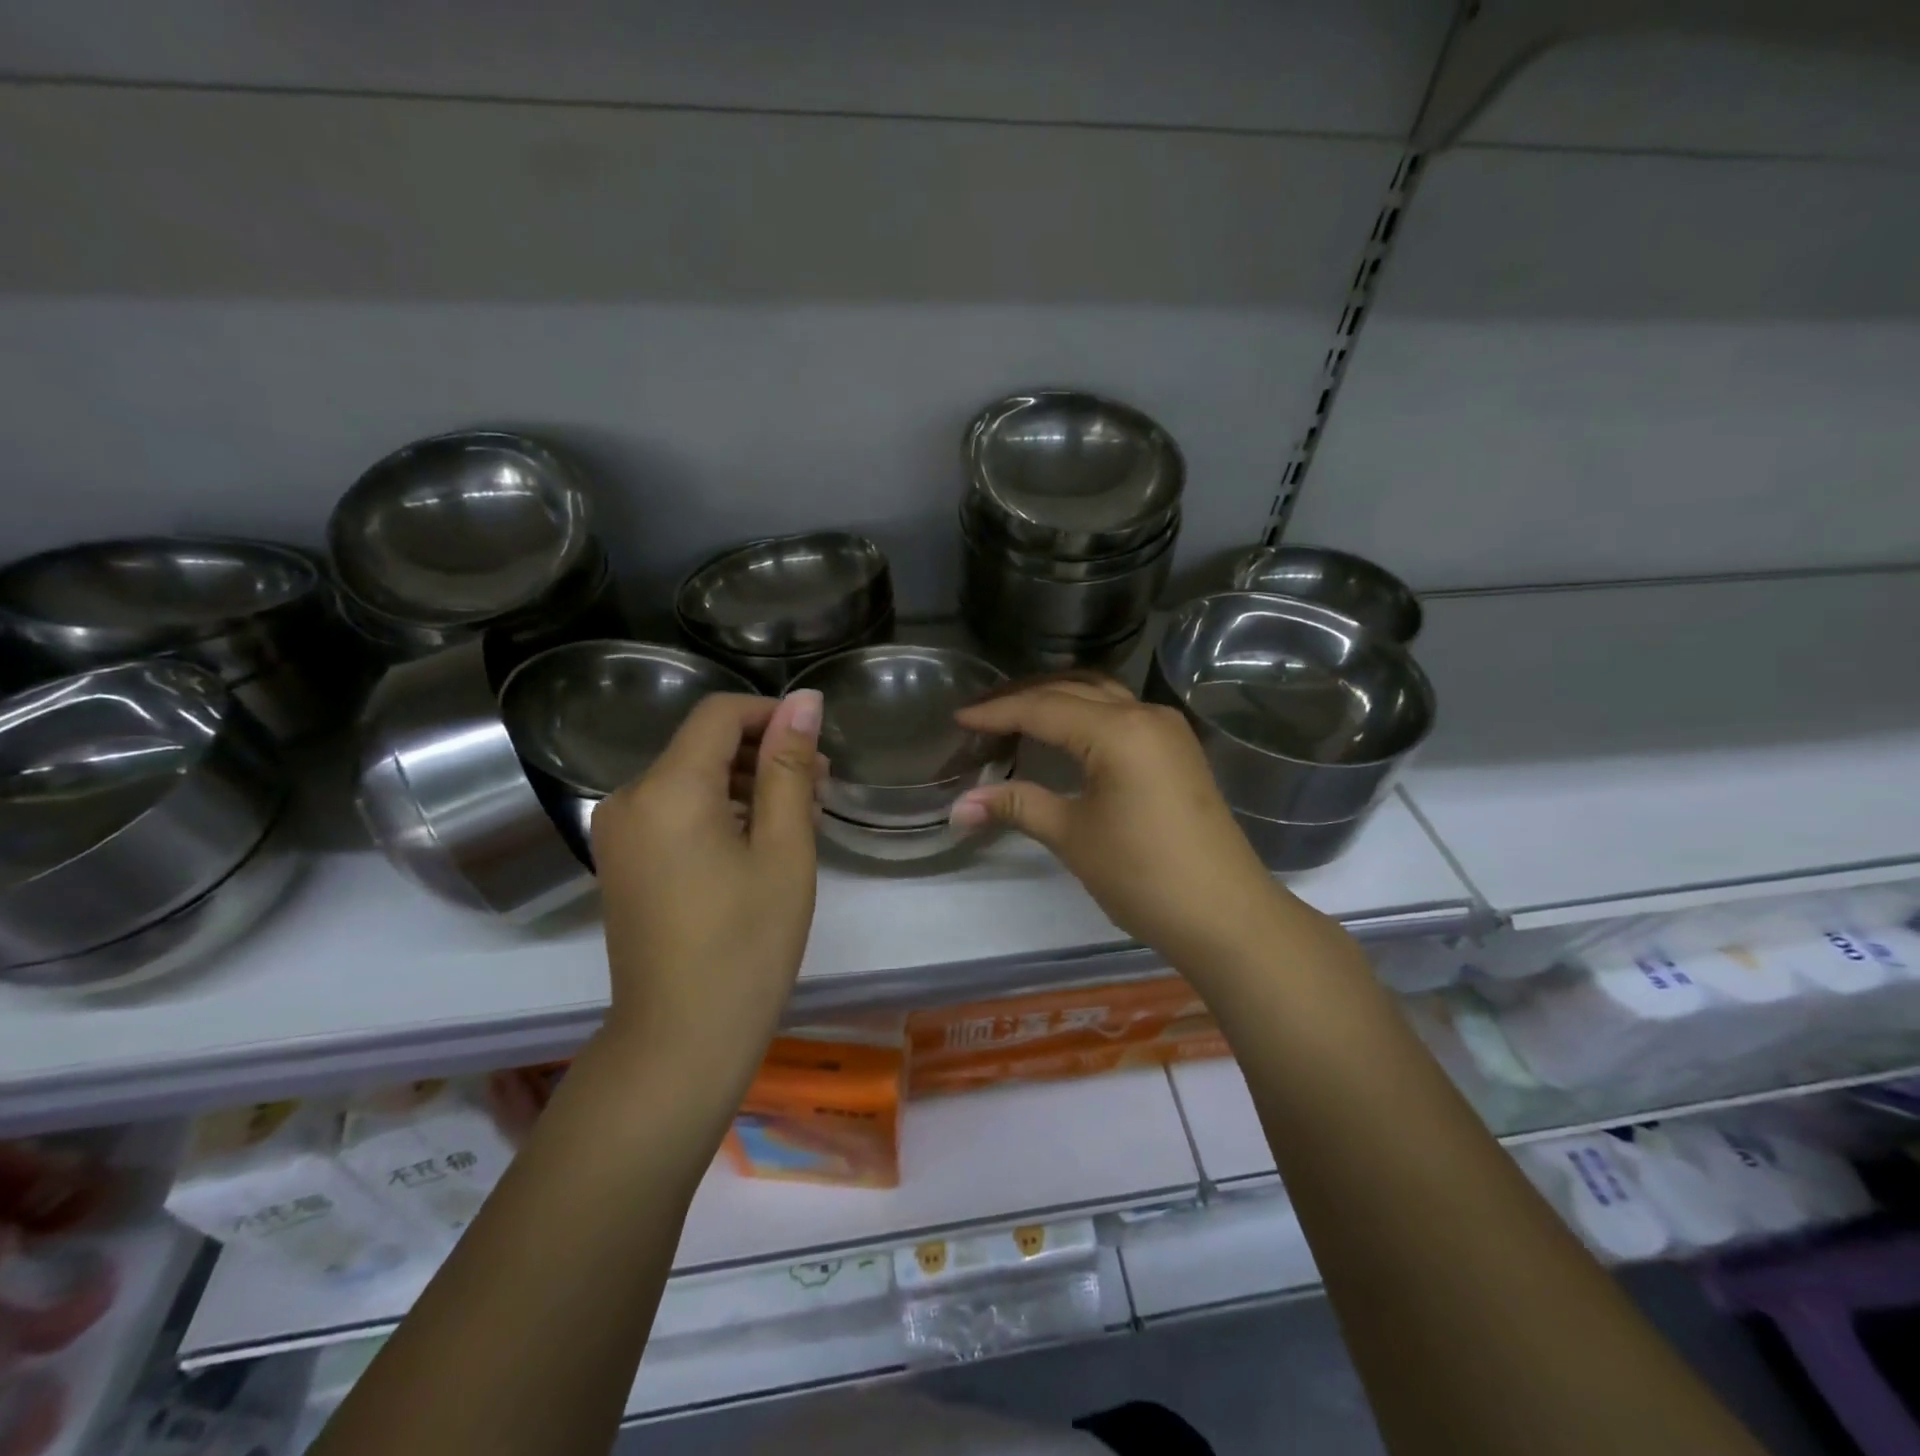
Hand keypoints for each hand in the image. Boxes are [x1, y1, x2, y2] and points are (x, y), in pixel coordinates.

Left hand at [589, 691, 822, 1097]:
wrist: (680, 1040)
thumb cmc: (746, 943)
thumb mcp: (783, 848)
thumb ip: (789, 767)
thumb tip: (805, 700)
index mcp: (667, 788)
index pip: (719, 714)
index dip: (772, 715)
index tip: (817, 743)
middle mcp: (629, 798)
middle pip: (703, 746)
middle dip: (764, 755)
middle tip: (819, 790)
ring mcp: (618, 833)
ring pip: (691, 780)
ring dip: (746, 786)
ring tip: (798, 820)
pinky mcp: (622, 861)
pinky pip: (675, 812)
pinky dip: (718, 813)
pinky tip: (758, 844)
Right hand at [950, 676, 1300, 976]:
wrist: (1226, 915)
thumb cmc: (1144, 875)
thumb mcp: (1073, 836)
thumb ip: (1017, 807)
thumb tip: (958, 807)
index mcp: (1118, 730)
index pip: (1043, 708)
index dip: (997, 712)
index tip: (958, 719)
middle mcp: (1145, 715)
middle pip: (1072, 689)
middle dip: (1023, 697)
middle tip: (979, 712)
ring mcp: (1167, 730)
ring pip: (1101, 695)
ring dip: (1056, 699)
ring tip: (1013, 714)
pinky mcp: (1176, 750)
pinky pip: (1121, 713)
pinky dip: (1084, 712)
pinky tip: (1063, 731)